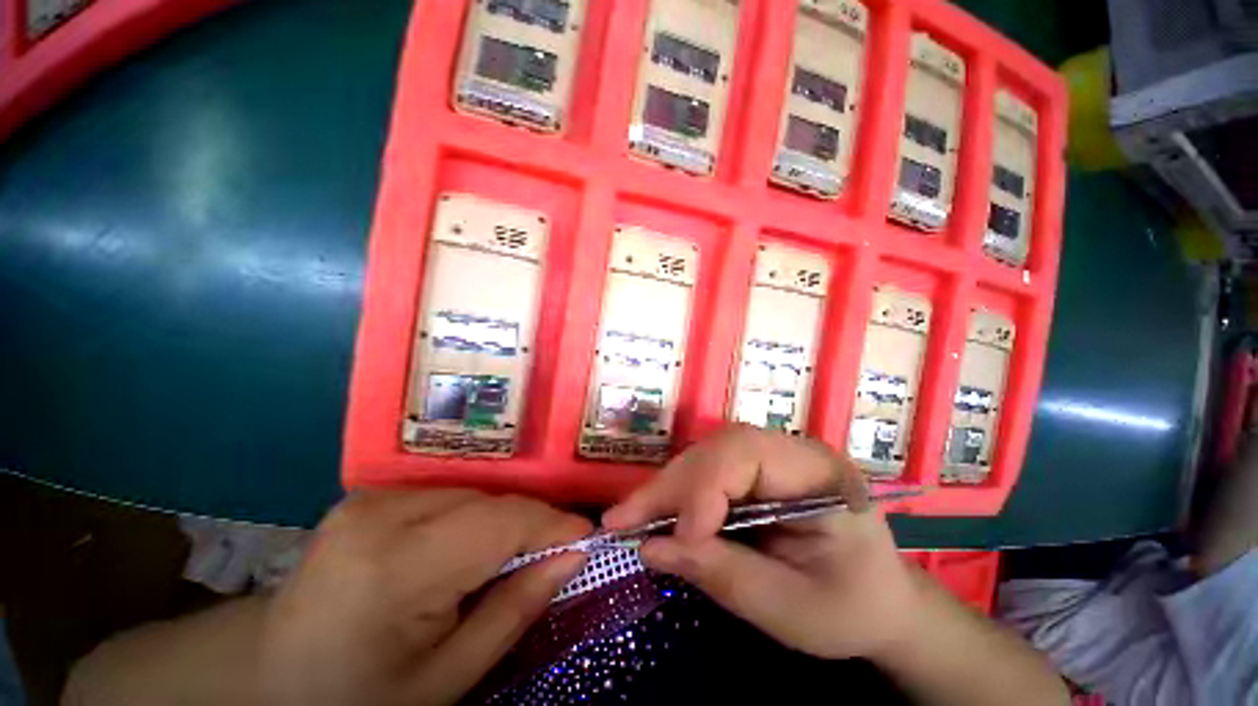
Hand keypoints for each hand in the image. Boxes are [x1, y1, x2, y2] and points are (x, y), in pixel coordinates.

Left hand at [258, 489, 590, 705]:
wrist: (268, 678)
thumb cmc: (361, 696)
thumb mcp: (448, 678)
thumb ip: (517, 608)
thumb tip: (574, 555)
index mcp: (396, 566)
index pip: (501, 522)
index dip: (552, 523)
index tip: (587, 534)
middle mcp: (382, 514)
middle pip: (489, 501)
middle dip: (531, 523)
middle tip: (556, 549)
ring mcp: (371, 498)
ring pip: (473, 492)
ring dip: (503, 519)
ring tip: (516, 551)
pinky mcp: (368, 494)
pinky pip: (448, 493)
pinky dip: (474, 515)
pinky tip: (471, 544)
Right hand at [602, 425, 921, 660]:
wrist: (880, 602)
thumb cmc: (850, 608)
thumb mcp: (792, 609)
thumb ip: (723, 575)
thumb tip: (651, 548)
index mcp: (820, 474)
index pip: (747, 455)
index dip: (704, 490)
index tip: (680, 538)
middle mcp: (791, 452)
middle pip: (717, 451)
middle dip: (669, 487)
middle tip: (621, 520)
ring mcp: (770, 458)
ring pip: (704, 458)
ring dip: (665, 490)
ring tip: (628, 519)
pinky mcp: (754, 472)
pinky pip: (706, 473)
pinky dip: (676, 496)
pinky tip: (654, 515)